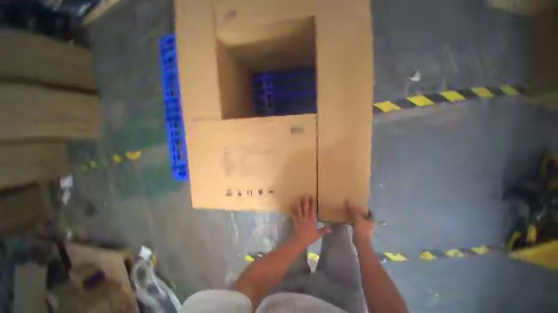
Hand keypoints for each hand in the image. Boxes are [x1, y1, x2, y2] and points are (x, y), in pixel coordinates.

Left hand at [291, 196, 330, 246]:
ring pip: (299, 210)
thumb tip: (331, 229)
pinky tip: (290, 206)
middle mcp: (306, 218)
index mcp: (312, 220)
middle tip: (305, 195)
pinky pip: (293, 215)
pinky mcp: (296, 221)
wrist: (300, 241)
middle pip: (306, 208)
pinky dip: (292, 210)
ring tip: (298, 198)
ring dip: (298, 204)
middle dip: (306, 201)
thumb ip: (324, 230)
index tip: (312, 197)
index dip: (313, 204)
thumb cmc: (310, 237)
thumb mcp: (318, 234)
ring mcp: (300, 219)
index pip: (313, 210)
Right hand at [345, 201, 374, 245]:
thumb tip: (349, 201)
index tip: (361, 204)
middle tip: (355, 207)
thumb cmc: (362, 230)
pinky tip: (349, 220)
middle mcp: (370, 224)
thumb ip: (354, 211)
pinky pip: (358, 224)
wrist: (361, 243)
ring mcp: (366, 229)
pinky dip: (354, 222)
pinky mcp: (361, 232)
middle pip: (365, 216)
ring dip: (357, 217)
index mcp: (371, 221)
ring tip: (351, 212)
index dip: (367, 208)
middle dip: (361, 212)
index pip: (371, 213)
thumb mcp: (357, 219)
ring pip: (361, 220)